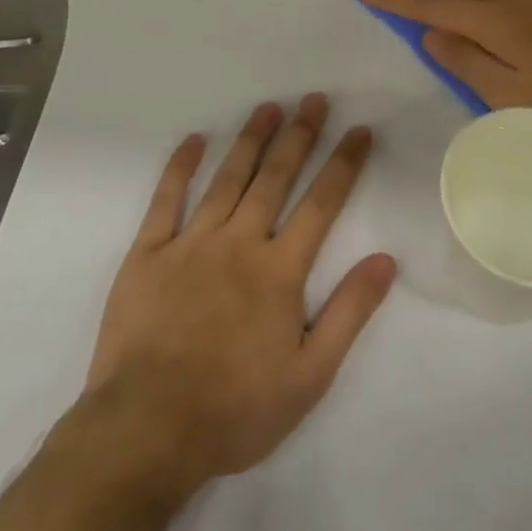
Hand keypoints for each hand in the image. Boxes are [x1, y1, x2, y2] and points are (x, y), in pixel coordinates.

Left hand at [83, 95, 396, 498]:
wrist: (145, 432)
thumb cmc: (234, 410)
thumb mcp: (310, 376)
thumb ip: (350, 313)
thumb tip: (386, 259)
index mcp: (280, 271)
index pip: (322, 203)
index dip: (344, 164)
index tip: (360, 130)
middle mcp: (239, 243)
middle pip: (276, 178)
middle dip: (300, 135)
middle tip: (315, 98)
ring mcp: (191, 243)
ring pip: (228, 178)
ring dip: (251, 139)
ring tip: (268, 107)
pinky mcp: (148, 254)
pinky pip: (166, 200)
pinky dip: (180, 167)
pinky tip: (195, 139)